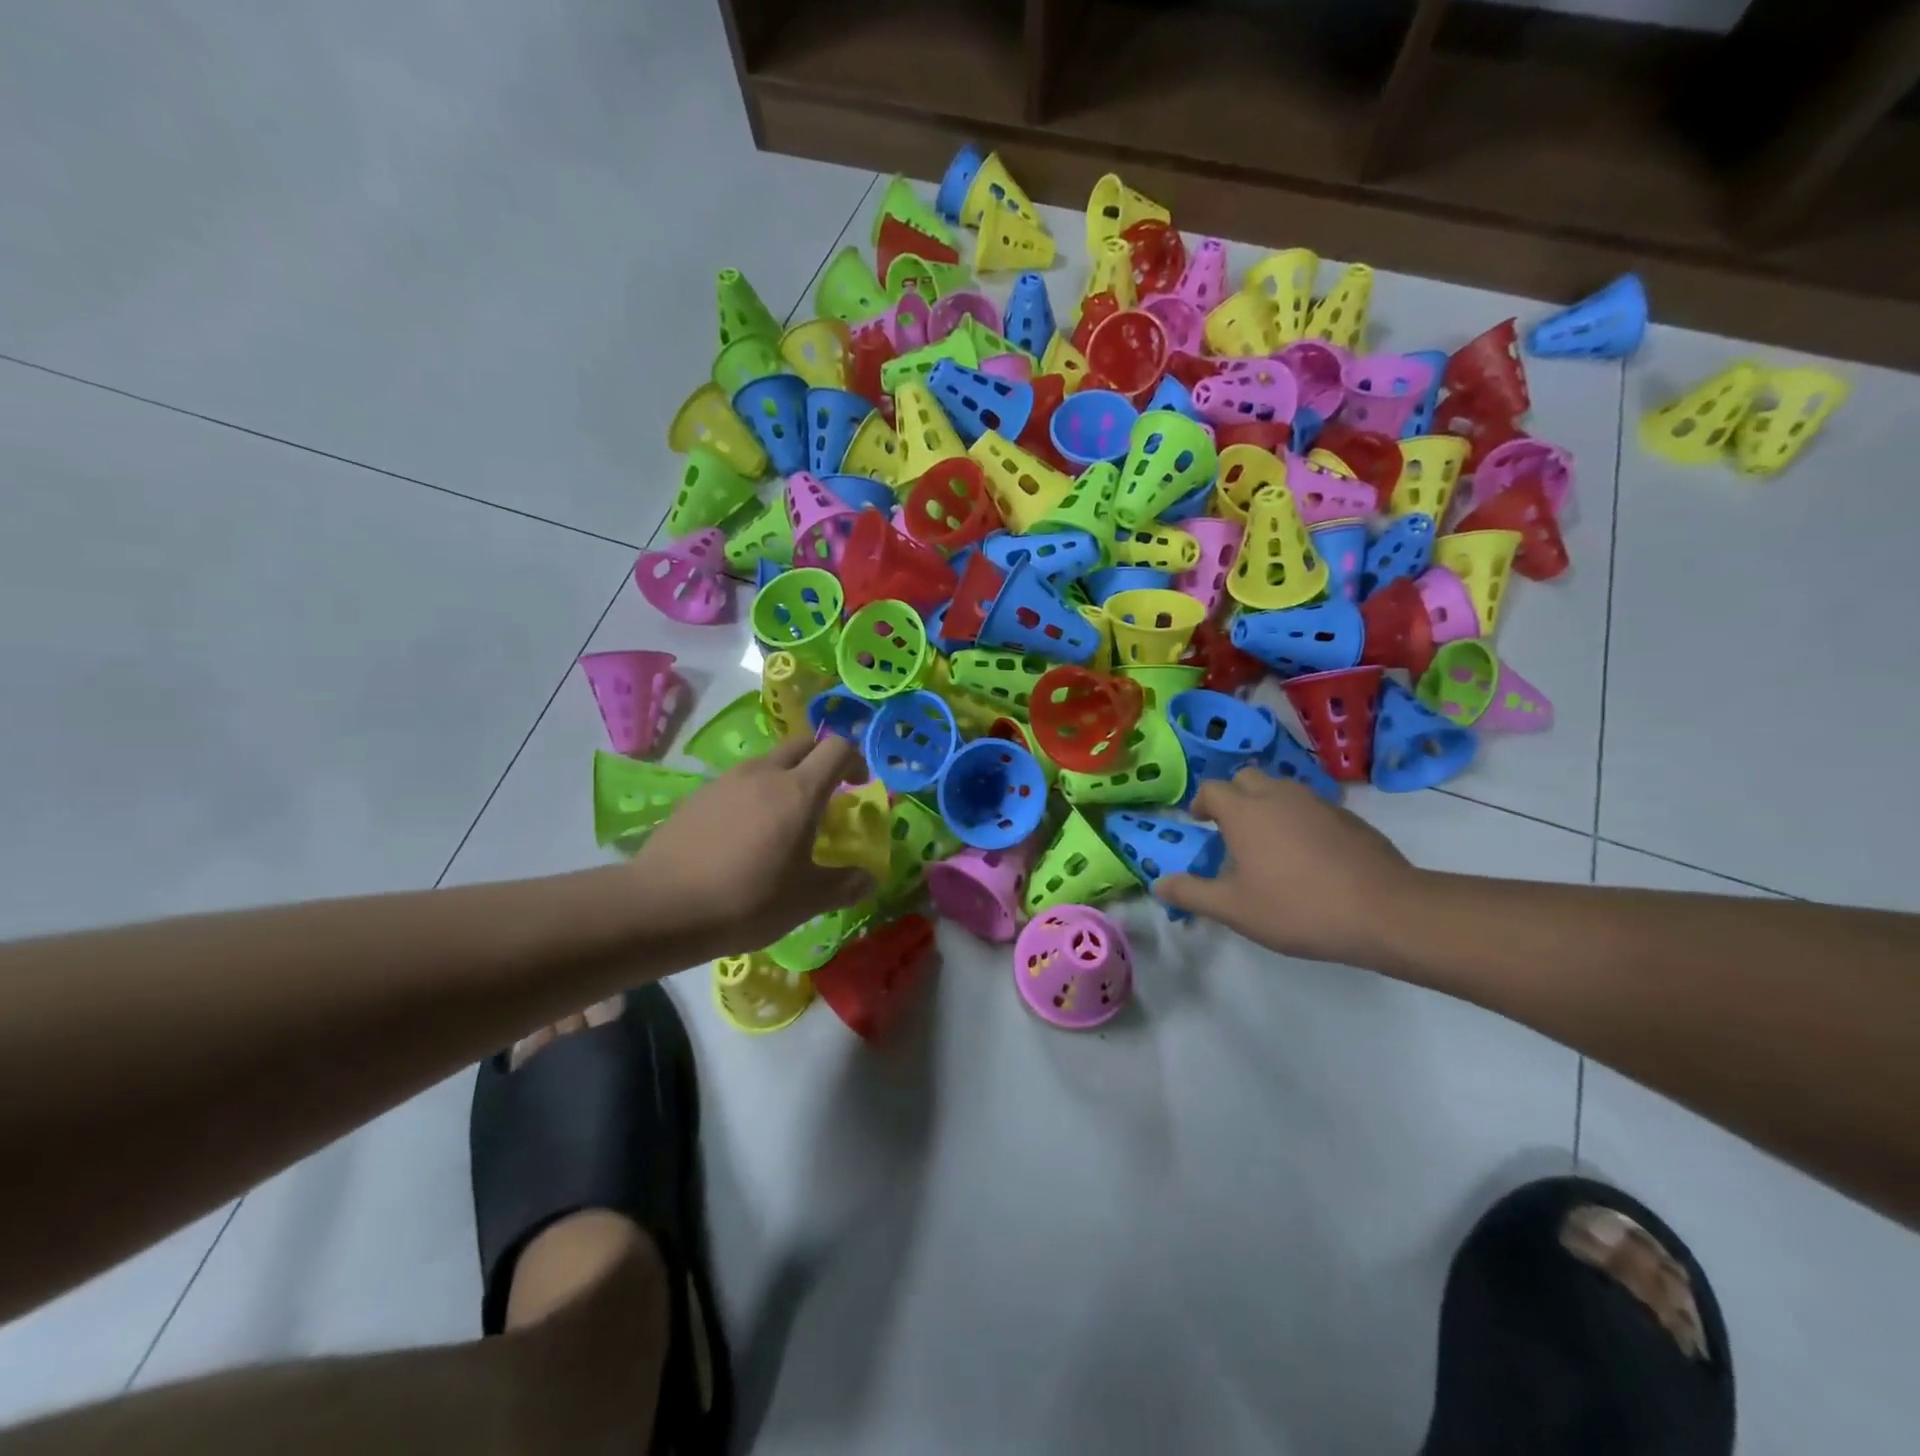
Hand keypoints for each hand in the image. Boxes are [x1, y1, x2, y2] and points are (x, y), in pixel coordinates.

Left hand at [634, 735, 875, 956]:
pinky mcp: (698, 796)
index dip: (856, 760)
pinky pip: (738, 783)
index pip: (837, 748)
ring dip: (785, 778)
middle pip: (803, 743)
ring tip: (783, 820)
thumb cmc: (748, 899)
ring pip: (768, 762)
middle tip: (826, 796)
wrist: (662, 907)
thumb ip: (846, 884)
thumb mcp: (807, 900)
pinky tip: (743, 835)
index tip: (859, 786)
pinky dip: (753, 795)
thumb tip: (871, 878)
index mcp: (798, 790)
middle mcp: (764, 773)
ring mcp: (726, 780)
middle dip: (821, 760)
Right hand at [1157, 769, 1420, 966]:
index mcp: (1244, 811)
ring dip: (1266, 804)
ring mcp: (1316, 802)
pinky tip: (1307, 855)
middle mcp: (1277, 795)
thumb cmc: (1297, 907)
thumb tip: (1159, 882)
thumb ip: (1192, 893)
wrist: (1384, 911)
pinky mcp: (1347, 816)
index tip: (1198, 825)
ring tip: (1267, 842)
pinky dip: (1298, 819)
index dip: (1200, 804)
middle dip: (1232, 796)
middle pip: (1245, 777)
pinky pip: (1310, 806)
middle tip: (1230, 830)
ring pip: (1280, 788)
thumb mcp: (1234, 909)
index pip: (1211, 790)